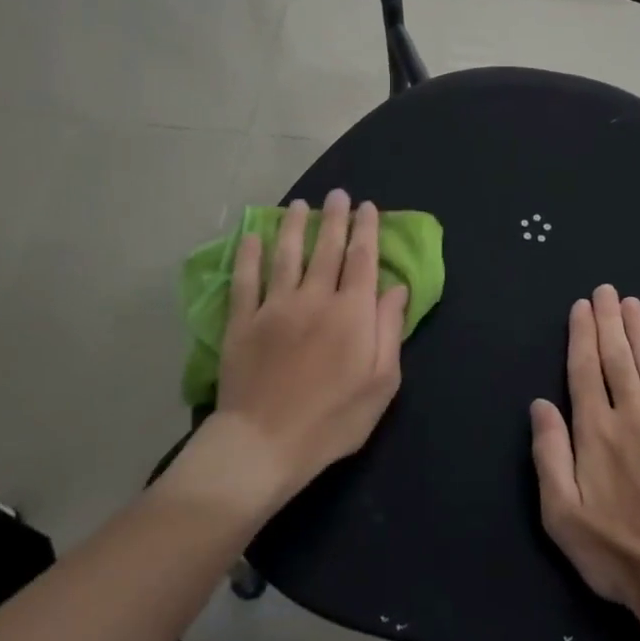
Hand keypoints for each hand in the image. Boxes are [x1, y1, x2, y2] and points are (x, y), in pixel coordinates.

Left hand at [193, 192, 409, 506]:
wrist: (263, 445)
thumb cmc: (332, 420)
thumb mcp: (381, 383)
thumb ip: (389, 330)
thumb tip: (396, 287)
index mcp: (352, 313)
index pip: (363, 259)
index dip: (367, 230)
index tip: (368, 207)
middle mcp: (314, 298)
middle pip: (328, 249)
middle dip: (335, 218)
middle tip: (338, 195)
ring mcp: (274, 307)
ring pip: (287, 254)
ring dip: (294, 226)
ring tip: (299, 205)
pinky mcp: (242, 322)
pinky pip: (245, 280)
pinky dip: (249, 255)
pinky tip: (252, 237)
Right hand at [530, 286, 639, 640]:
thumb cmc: (618, 553)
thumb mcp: (563, 516)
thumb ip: (549, 455)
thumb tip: (540, 404)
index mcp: (596, 433)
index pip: (585, 370)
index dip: (582, 334)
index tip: (582, 306)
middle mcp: (632, 416)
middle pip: (618, 357)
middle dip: (610, 321)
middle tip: (607, 290)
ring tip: (632, 303)